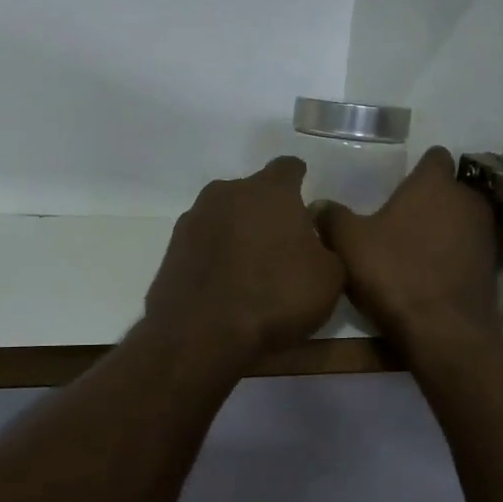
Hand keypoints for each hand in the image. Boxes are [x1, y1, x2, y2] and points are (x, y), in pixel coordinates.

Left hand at [145, 157, 345, 360]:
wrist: (202, 334)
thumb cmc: (276, 298)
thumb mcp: (330, 277)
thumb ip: (327, 244)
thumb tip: (313, 236)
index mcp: (270, 190)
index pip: (289, 168)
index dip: (300, 182)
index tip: (305, 203)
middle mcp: (228, 193)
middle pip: (253, 191)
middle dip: (267, 210)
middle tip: (282, 242)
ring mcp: (194, 218)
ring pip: (225, 215)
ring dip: (238, 231)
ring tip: (251, 265)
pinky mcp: (172, 248)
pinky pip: (203, 243)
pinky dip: (215, 255)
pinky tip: (225, 282)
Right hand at [315, 147, 501, 352]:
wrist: (444, 331)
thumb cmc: (395, 274)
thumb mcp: (349, 244)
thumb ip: (332, 218)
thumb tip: (319, 206)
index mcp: (435, 184)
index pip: (434, 156)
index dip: (417, 168)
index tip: (397, 186)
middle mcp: (468, 200)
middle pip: (448, 189)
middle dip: (428, 201)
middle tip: (397, 221)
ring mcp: (485, 235)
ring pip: (460, 220)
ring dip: (442, 230)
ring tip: (411, 251)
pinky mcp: (492, 268)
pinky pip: (467, 250)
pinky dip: (452, 257)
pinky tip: (428, 276)